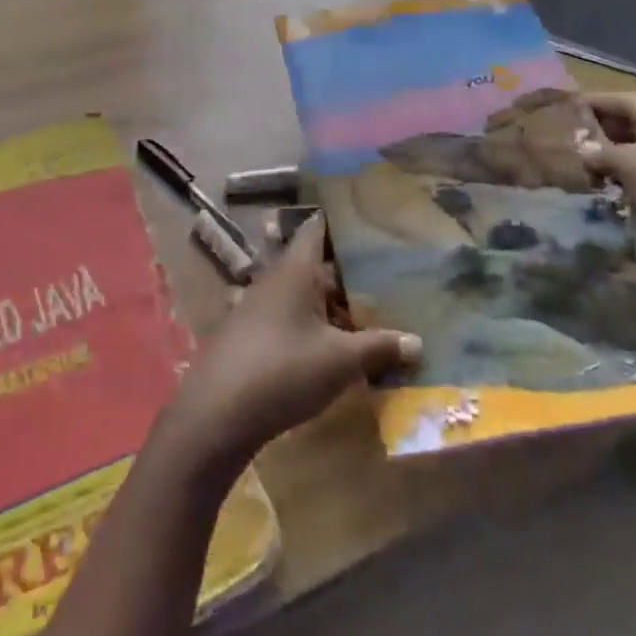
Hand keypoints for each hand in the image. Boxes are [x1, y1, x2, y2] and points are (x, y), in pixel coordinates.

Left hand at [164, 217, 421, 467]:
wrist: (216, 414)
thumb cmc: (282, 370)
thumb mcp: (340, 360)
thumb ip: (379, 348)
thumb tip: (419, 343)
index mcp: (294, 270)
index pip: (316, 229)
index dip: (340, 222)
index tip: (369, 221)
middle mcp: (273, 281)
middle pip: (313, 265)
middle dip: (347, 272)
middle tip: (386, 275)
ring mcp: (257, 309)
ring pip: (301, 295)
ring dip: (330, 303)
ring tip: (368, 313)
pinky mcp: (250, 337)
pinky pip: (288, 319)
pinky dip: (312, 325)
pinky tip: (333, 347)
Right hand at [579, 92, 635, 306]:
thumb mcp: (634, 162)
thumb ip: (602, 150)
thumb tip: (580, 145)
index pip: (620, 100)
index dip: (592, 103)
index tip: (559, 109)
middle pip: (625, 127)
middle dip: (594, 133)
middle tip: (558, 141)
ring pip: (629, 157)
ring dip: (603, 162)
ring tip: (569, 168)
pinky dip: (616, 185)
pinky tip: (594, 191)